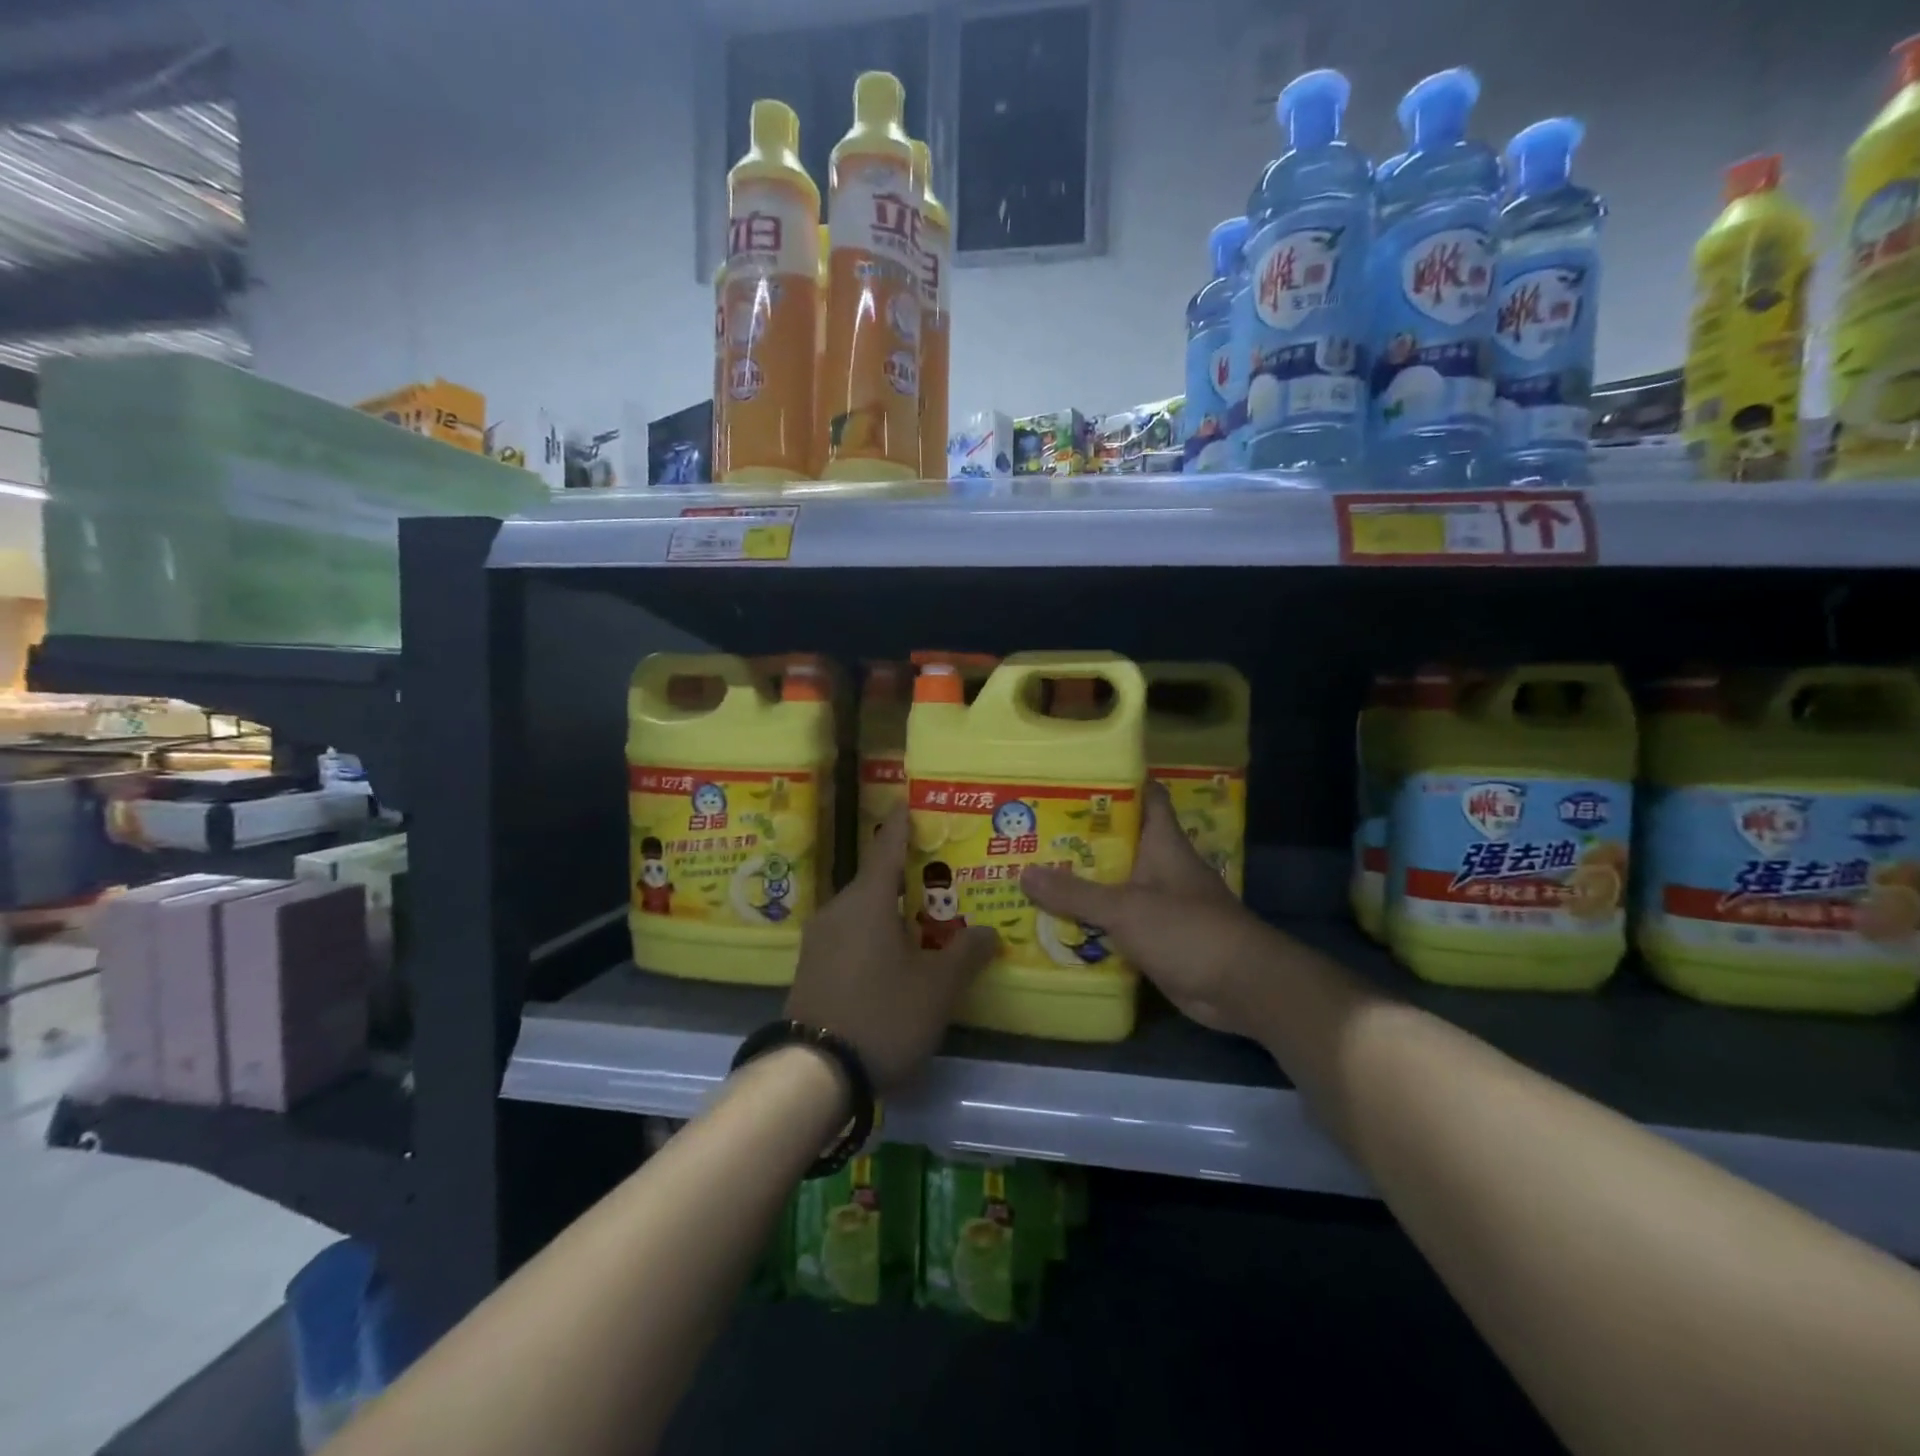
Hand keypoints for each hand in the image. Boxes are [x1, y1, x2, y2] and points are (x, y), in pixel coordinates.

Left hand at [787, 806, 996, 1090]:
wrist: (812, 1073)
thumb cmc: (882, 1014)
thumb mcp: (937, 987)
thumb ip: (966, 954)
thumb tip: (989, 931)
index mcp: (867, 900)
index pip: (887, 847)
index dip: (901, 824)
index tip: (908, 801)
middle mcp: (838, 909)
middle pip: (875, 880)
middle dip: (906, 876)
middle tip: (939, 876)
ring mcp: (819, 939)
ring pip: (862, 910)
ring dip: (890, 909)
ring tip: (922, 919)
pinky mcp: (811, 967)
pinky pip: (849, 935)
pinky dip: (873, 933)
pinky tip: (892, 955)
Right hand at [1022, 782, 1276, 1036]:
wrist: (1241, 988)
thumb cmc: (1187, 929)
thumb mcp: (1126, 907)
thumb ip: (1075, 893)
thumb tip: (1023, 873)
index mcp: (1163, 843)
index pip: (1145, 796)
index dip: (1116, 782)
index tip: (1074, 778)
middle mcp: (1162, 866)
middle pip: (1119, 841)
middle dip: (1080, 838)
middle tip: (1034, 831)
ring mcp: (1161, 903)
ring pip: (1115, 884)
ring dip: (1082, 883)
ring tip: (1033, 874)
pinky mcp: (1157, 937)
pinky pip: (1117, 922)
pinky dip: (1092, 921)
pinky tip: (1056, 923)